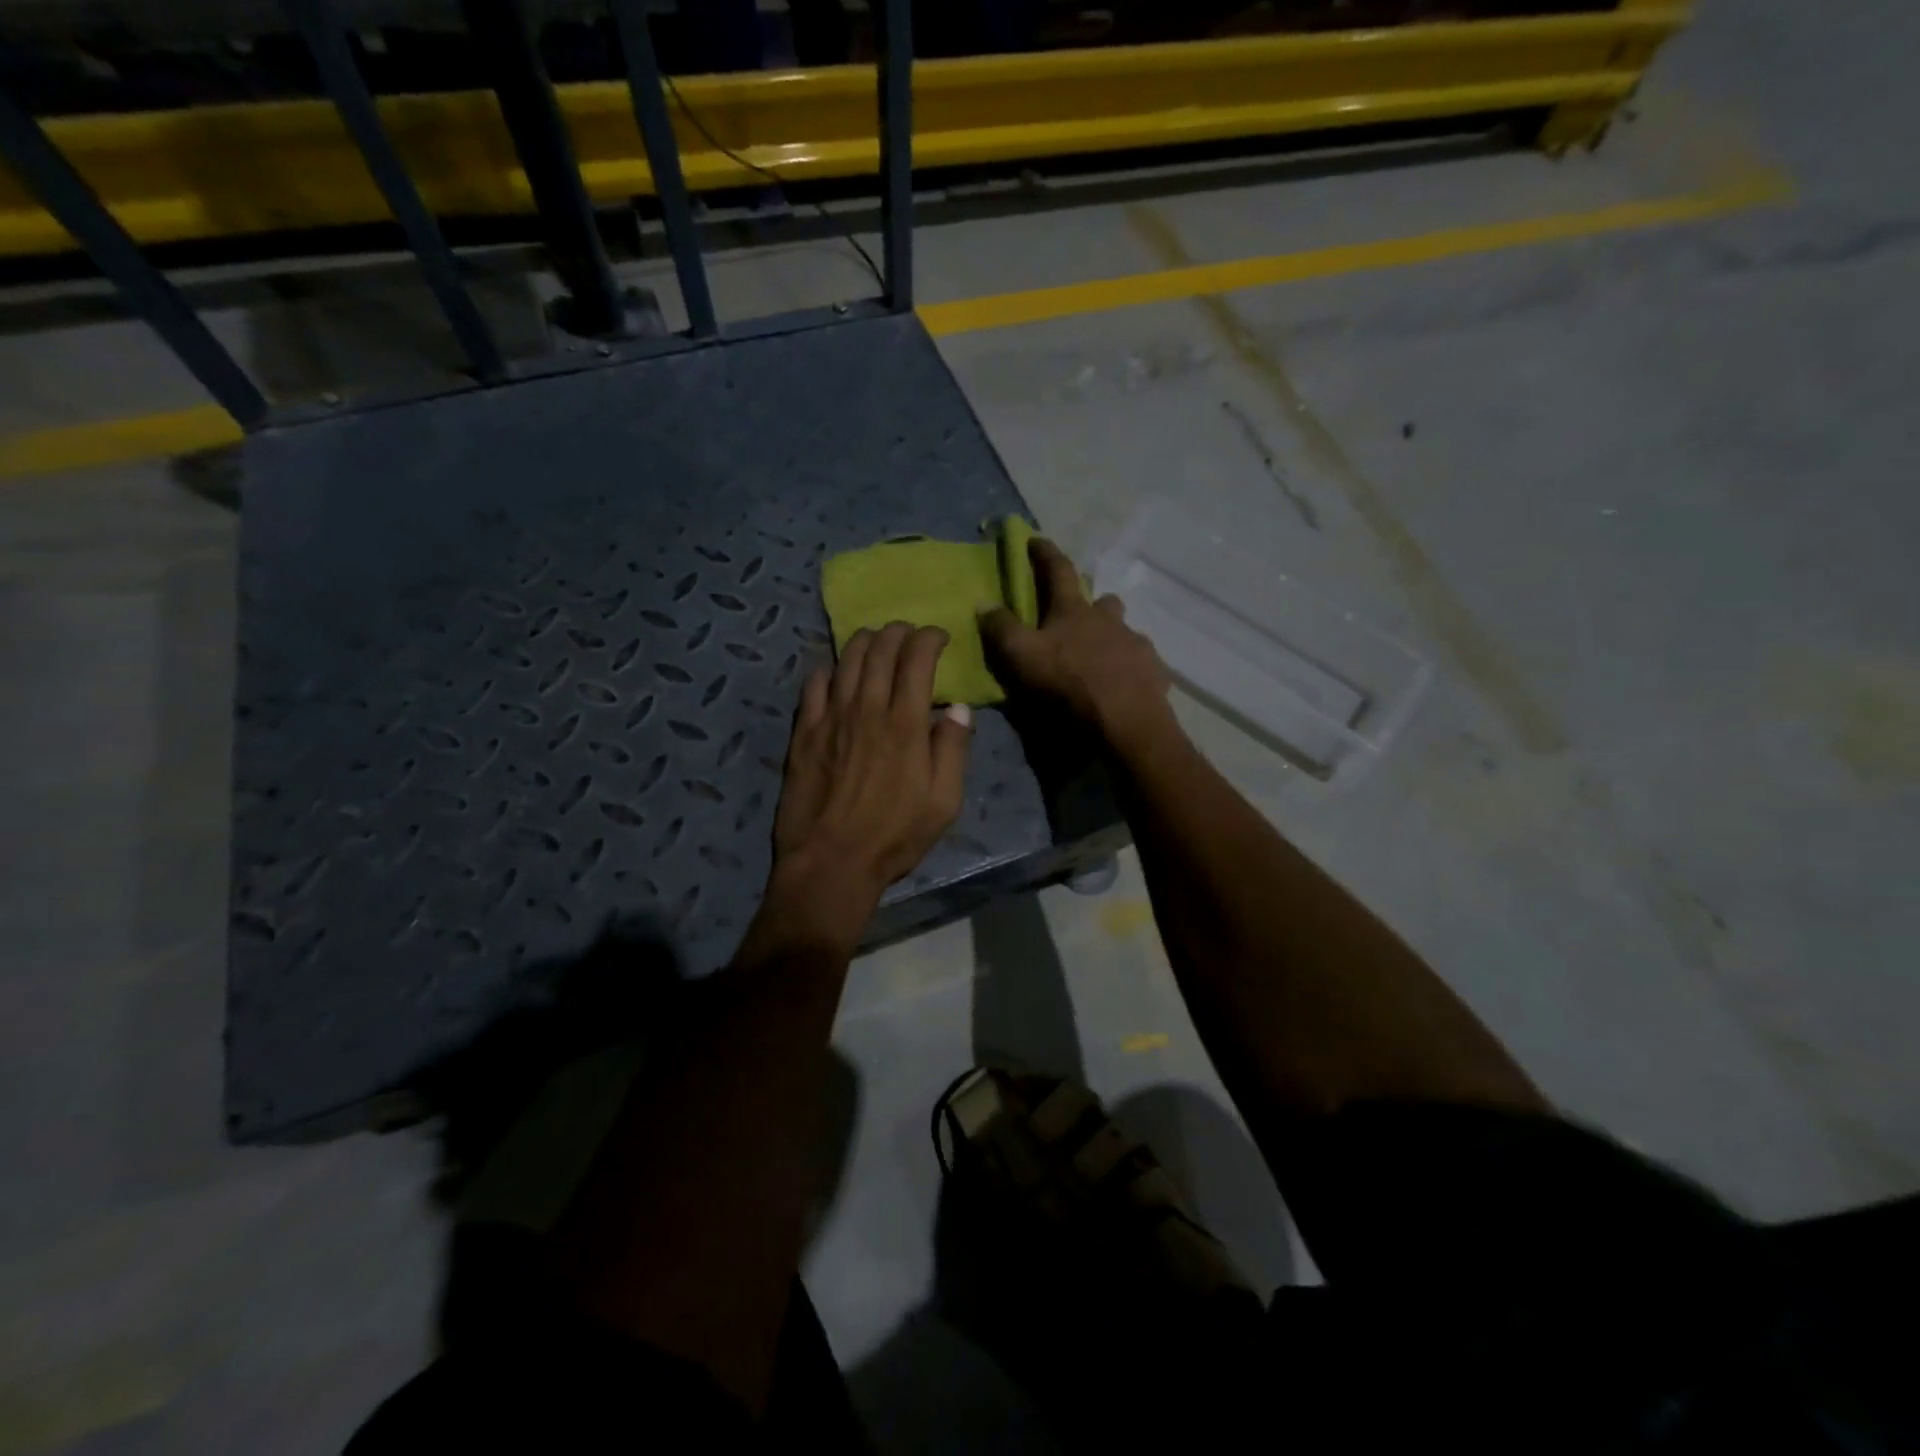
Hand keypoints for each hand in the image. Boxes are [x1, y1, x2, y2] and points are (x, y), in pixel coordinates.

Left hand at [774, 622, 971, 896]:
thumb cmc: (894, 836)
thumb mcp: (943, 803)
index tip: (939, 636)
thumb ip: (954, 750)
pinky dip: (829, 670)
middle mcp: (867, 709)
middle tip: (908, 634)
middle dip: (898, 632)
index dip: (929, 638)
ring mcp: (830, 718)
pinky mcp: (804, 732)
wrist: (831, 862)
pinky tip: (836, 674)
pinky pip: (814, 685)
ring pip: (846, 659)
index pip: (917, 659)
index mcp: (906, 724)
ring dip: (864, 641)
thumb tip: (959, 709)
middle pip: (880, 650)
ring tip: (875, 641)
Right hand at [981, 538, 1174, 750]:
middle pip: (1103, 600)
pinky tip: (1123, 683)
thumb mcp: (1021, 656)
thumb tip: (985, 603)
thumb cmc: (1068, 684)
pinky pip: (1141, 662)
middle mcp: (1110, 620)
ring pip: (1124, 630)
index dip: (1045, 553)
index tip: (1036, 540)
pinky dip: (1130, 667)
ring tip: (1102, 656)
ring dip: (1112, 636)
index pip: (1058, 571)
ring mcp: (1136, 645)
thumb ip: (1002, 629)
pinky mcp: (1154, 673)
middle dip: (1092, 601)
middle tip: (1080, 614)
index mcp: (1074, 611)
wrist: (1124, 721)